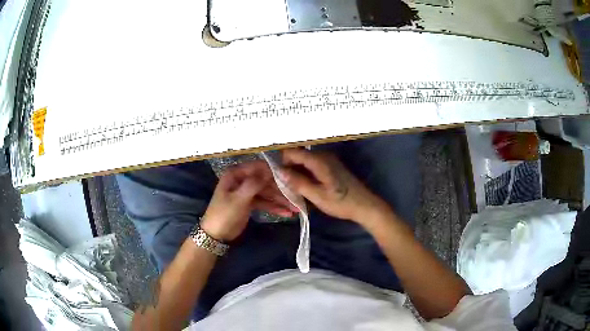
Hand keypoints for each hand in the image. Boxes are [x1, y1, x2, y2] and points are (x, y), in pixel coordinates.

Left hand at [201, 160, 297, 241]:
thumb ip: (254, 184)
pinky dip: (275, 208)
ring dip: (281, 200)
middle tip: (297, 195)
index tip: (291, 176)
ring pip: (267, 193)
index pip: (258, 167)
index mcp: (236, 174)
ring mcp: (246, 192)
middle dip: (280, 189)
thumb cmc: (224, 214)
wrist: (215, 235)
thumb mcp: (239, 199)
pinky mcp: (250, 203)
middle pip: (265, 181)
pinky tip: (287, 214)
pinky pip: (265, 202)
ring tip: (296, 208)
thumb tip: (270, 171)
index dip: (274, 171)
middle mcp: (242, 180)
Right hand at [279, 148, 388, 223]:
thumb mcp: (317, 196)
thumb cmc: (341, 203)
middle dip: (288, 167)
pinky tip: (303, 186)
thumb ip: (297, 182)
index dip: (281, 161)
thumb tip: (279, 172)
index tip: (273, 174)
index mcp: (319, 160)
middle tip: (282, 184)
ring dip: (296, 171)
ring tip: (291, 187)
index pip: (292, 152)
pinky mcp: (331, 166)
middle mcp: (323, 155)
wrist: (365, 205)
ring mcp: (328, 160)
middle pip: (298, 155)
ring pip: (304, 161)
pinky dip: (305, 173)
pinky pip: (312, 165)